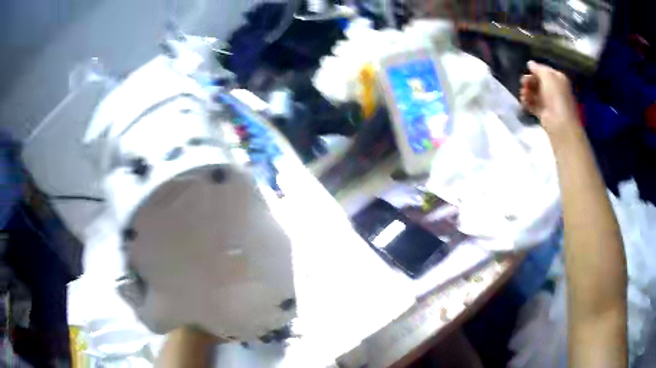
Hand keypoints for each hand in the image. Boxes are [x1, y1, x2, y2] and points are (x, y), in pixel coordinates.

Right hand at [520, 61, 579, 135]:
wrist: (560, 123)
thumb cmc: (556, 96)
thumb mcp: (548, 76)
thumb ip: (538, 68)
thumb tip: (530, 63)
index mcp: (558, 78)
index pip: (543, 70)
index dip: (534, 70)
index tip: (527, 71)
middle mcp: (554, 89)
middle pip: (537, 81)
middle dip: (529, 80)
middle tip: (523, 83)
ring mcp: (548, 102)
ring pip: (534, 92)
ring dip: (526, 91)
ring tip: (523, 93)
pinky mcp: (542, 113)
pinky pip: (532, 104)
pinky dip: (527, 102)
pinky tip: (523, 101)